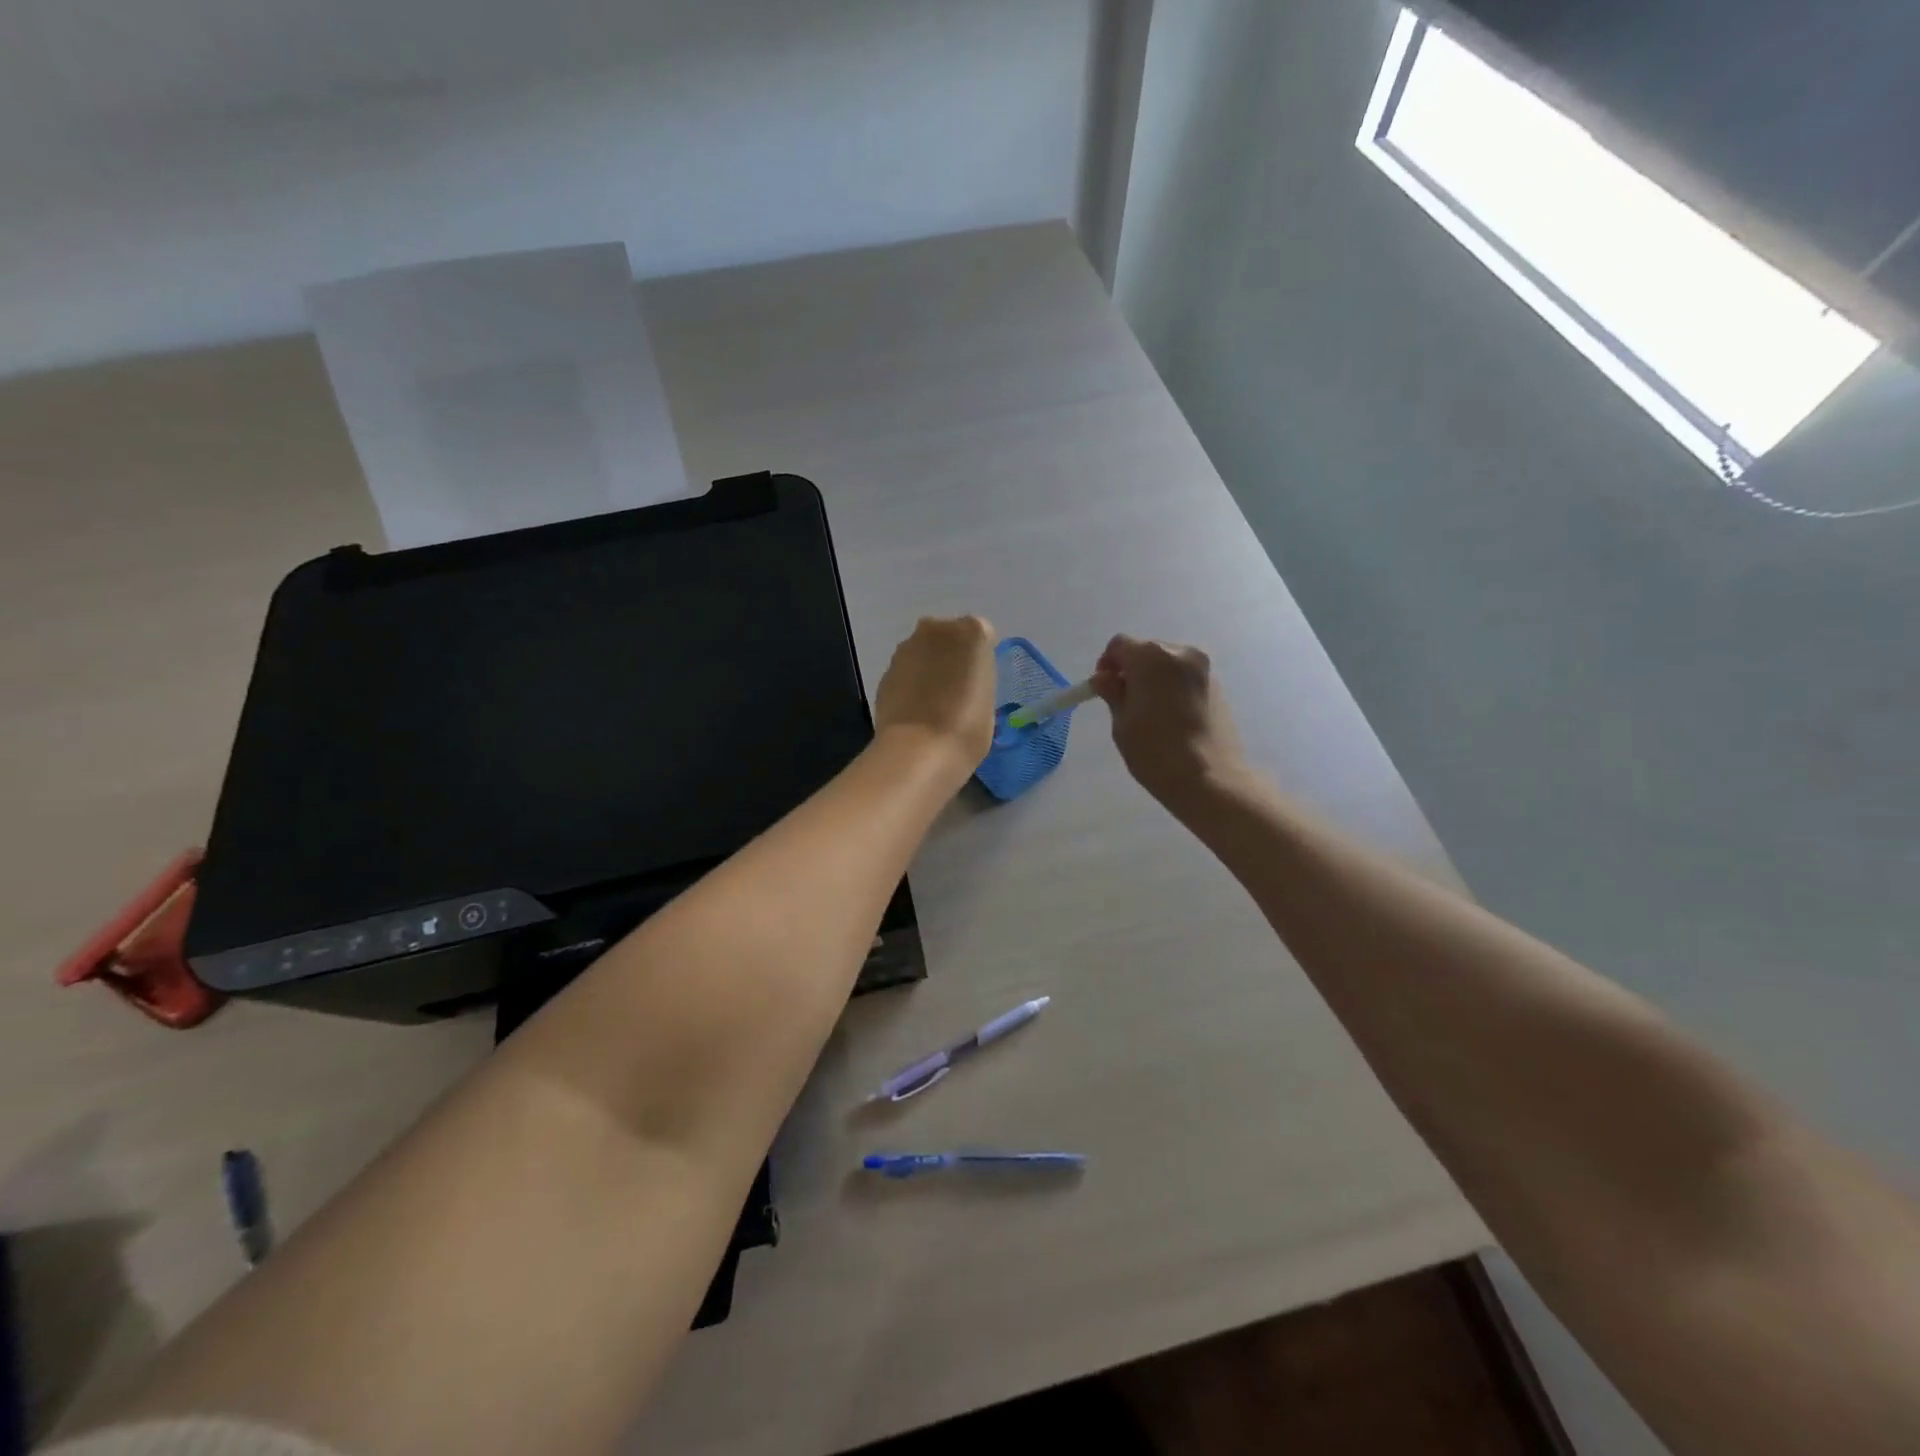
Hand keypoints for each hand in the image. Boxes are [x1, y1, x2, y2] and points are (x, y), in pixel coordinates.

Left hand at [873, 616, 997, 771]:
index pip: (983, 634)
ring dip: (929, 668)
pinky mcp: (886, 671)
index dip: (982, 658)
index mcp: (972, 633)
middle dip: (952, 655)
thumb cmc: (967, 728)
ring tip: (934, 703)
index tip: (980, 680)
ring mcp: (907, 649)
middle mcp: (937, 630)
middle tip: (957, 688)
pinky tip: (915, 710)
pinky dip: (911, 683)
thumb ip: (978, 679)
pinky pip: (906, 671)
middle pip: (949, 636)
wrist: (918, 750)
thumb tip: (964, 681)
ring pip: (924, 652)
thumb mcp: (989, 701)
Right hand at [1092, 635, 1248, 809]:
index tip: (1103, 688)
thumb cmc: (1155, 751)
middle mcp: (1180, 653)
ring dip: (1154, 678)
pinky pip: (1185, 677)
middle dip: (1132, 669)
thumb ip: (1112, 693)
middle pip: (1146, 651)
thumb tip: (1104, 678)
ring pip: (1168, 664)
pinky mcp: (1218, 686)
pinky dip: (1173, 687)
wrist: (1209, 778)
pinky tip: (1171, 717)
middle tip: (1125, 701)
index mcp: (1151, 657)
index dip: (1107, 663)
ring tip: (1149, 712)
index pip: (1120, 645)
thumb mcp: (1122, 723)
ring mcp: (1203, 669)